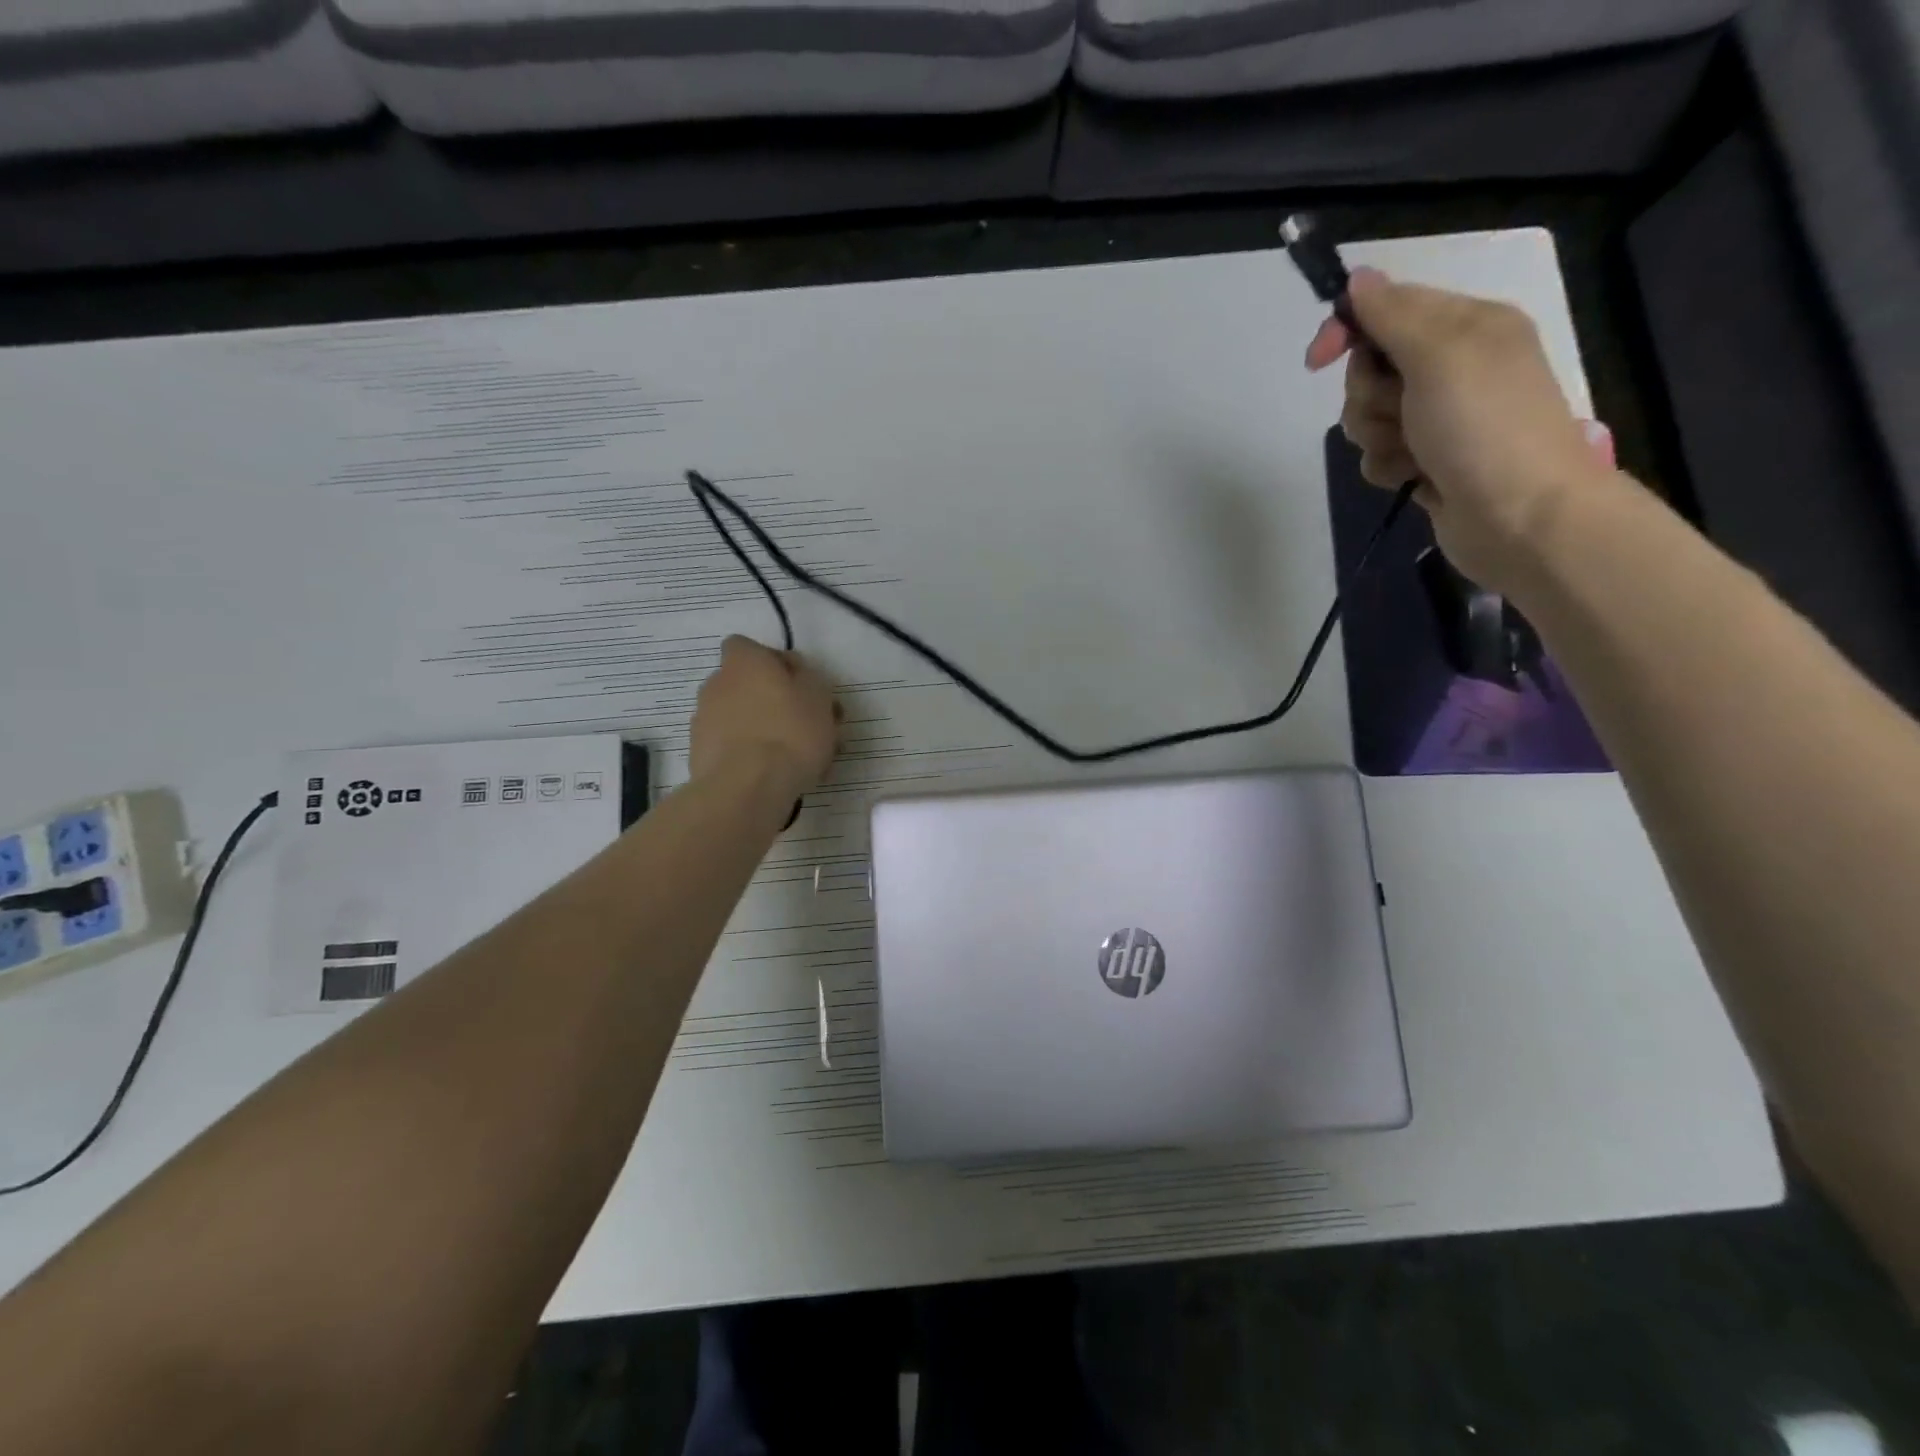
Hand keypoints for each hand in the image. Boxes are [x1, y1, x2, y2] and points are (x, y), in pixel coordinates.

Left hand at [689, 636, 839, 801]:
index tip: (797, 685)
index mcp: (743, 662)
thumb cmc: (790, 731)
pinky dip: (750, 756)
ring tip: (795, 758)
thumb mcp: (818, 695)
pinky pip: (733, 748)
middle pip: (745, 685)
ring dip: (762, 730)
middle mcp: (715, 684)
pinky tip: (775, 776)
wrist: (747, 788)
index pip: (746, 646)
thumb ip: (807, 677)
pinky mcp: (700, 755)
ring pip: (740, 719)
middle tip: (803, 725)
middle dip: (771, 701)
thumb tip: (794, 674)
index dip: (772, 662)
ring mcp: (703, 721)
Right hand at [1306, 268, 1618, 597]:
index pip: (1387, 310)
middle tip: (1398, 411)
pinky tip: (1413, 476)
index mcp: (1466, 326)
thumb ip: (1394, 315)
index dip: (1348, 330)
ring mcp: (1439, 418)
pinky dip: (1388, 466)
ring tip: (1411, 451)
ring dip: (1377, 436)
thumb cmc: (1483, 426)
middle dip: (1369, 395)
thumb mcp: (1439, 355)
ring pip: (1369, 416)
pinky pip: (1380, 454)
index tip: (1317, 361)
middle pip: (1371, 369)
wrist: (1520, 515)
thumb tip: (1358, 278)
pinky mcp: (1427, 460)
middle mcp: (1451, 367)